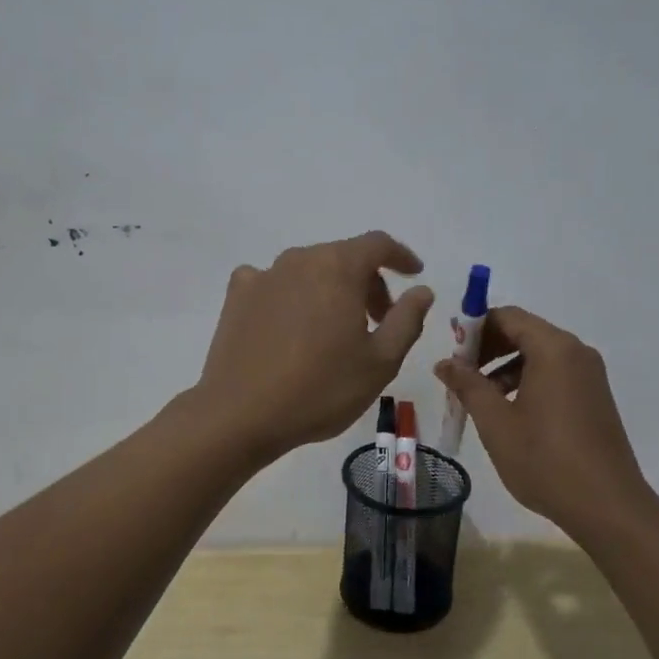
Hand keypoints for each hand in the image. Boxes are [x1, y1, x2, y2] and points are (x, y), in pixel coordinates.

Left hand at [194, 232, 434, 458]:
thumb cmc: (320, 388)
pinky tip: (290, 324)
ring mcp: (263, 275)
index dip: (401, 256)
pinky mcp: (237, 296)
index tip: (414, 275)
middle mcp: (299, 260)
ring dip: (330, 289)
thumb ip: (407, 319)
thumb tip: (421, 290)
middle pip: (343, 258)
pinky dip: (291, 295)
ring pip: (309, 270)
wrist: (240, 414)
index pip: (377, 244)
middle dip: (368, 283)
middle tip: (378, 322)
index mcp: (337, 268)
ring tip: (336, 330)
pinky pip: (273, 283)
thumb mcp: (380, 362)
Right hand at [434, 306, 652, 533]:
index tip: (451, 350)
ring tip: (479, 397)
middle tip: (460, 373)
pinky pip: (554, 373)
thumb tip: (445, 363)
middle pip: (524, 331)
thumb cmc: (546, 460)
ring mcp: (589, 375)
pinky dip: (526, 380)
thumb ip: (468, 385)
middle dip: (488, 347)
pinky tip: (509, 410)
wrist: (608, 507)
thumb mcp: (496, 422)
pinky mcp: (594, 396)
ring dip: (504, 365)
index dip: (475, 327)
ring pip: (538, 354)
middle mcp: (576, 352)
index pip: (508, 317)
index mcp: (554, 349)